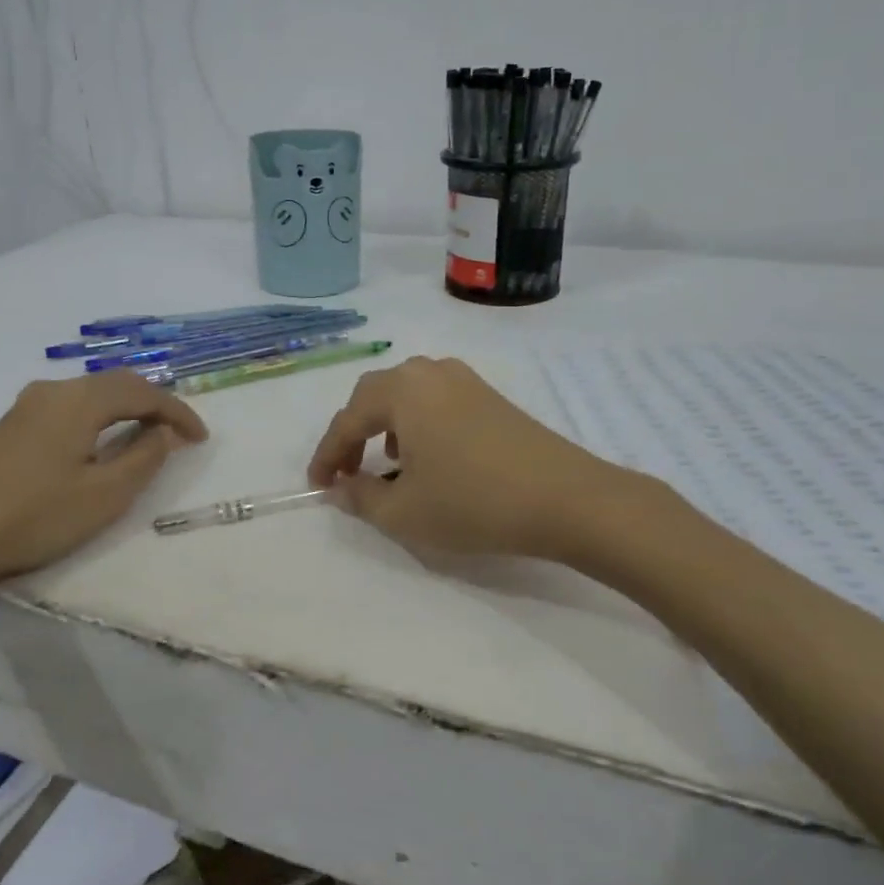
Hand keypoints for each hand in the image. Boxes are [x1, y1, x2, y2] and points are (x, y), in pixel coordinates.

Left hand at [0, 372, 206, 600]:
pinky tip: (103, 443)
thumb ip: (144, 458)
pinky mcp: (11, 427)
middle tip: (179, 434)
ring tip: (149, 437)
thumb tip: (166, 433)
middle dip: (154, 404)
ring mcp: (27, 407)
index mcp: (79, 400)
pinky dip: (100, 418)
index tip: (201, 439)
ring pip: (92, 395)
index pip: (144, 393)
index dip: (178, 413)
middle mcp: (53, 391)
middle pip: (117, 384)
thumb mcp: (104, 495)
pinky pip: (71, 408)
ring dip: (126, 410)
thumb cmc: (32, 518)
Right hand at [306, 356, 622, 558]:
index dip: (326, 456)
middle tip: (345, 471)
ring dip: (385, 425)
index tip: (318, 487)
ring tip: (386, 464)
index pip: (346, 420)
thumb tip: (341, 488)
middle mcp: (429, 372)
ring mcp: (464, 380)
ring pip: (406, 394)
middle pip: (374, 395)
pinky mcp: (490, 395)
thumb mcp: (404, 512)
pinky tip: (429, 456)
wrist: (565, 498)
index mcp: (401, 391)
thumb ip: (361, 498)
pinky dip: (417, 423)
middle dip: (353, 433)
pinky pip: (435, 400)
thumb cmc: (473, 502)